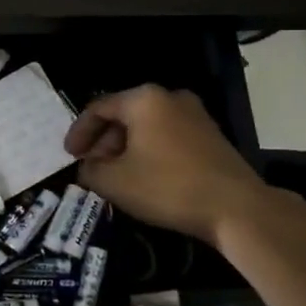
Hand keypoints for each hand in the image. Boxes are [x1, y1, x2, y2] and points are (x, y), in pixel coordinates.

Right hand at [63, 85, 272, 243]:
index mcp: (143, 99)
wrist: (236, 208)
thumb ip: (90, 170)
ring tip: (114, 174)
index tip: (69, 156)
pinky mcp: (210, 135)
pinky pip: (167, 136)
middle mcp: (170, 97)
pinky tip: (143, 176)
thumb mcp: (114, 182)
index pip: (98, 108)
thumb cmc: (167, 187)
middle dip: (103, 141)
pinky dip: (148, 151)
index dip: (78, 132)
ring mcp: (195, 114)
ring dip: (125, 148)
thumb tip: (87, 167)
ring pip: (146, 126)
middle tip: (91, 167)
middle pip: (123, 115)